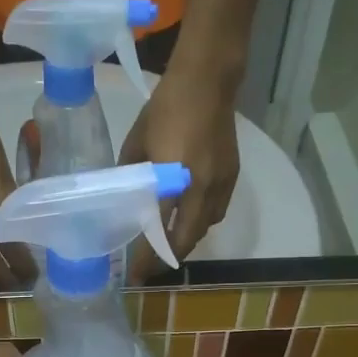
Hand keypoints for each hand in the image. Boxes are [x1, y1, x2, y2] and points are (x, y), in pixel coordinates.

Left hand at [117, 73, 239, 279]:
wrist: (208, 81)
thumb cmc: (165, 107)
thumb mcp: (137, 141)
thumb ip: (132, 172)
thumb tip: (125, 194)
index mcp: (173, 177)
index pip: (159, 228)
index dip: (147, 256)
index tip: (135, 275)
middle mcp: (200, 186)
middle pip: (187, 237)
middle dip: (168, 258)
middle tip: (150, 269)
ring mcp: (220, 182)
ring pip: (205, 227)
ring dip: (187, 241)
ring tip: (168, 247)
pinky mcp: (232, 175)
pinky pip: (217, 211)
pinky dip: (202, 222)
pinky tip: (190, 220)